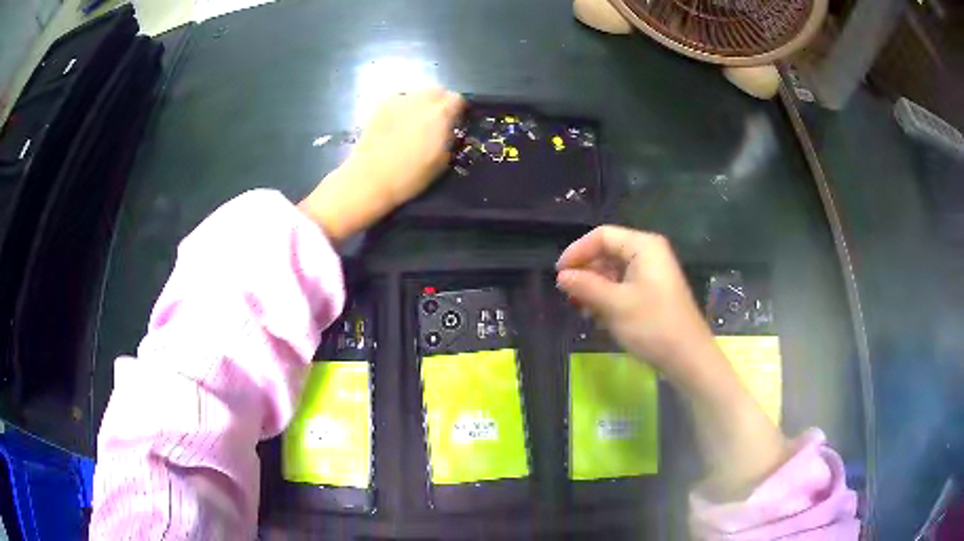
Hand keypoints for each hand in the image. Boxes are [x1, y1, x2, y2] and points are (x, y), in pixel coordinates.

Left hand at [299, 89, 464, 240]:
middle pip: (438, 91)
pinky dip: (403, 107)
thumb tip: (449, 130)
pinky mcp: (380, 105)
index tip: (456, 122)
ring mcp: (398, 100)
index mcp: (440, 113)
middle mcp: (421, 99)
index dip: (459, 110)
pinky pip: (399, 100)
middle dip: (440, 103)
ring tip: (416, 121)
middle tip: (437, 121)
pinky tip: (397, 123)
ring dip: (421, 103)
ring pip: (417, 94)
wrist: (370, 178)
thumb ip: (449, 138)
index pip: (458, 99)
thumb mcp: (442, 161)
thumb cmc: (410, 175)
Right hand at [557, 225, 788, 497]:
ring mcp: (652, 274)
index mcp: (644, 246)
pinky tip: (597, 316)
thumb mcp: (614, 305)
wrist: (687, 358)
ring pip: (614, 272)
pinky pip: (624, 287)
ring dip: (595, 288)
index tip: (559, 274)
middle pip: (608, 253)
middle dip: (586, 273)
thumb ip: (585, 286)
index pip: (602, 236)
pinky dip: (608, 298)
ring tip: (581, 309)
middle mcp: (649, 254)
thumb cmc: (653, 325)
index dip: (577, 251)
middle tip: (568, 296)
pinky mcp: (652, 293)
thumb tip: (562, 276)